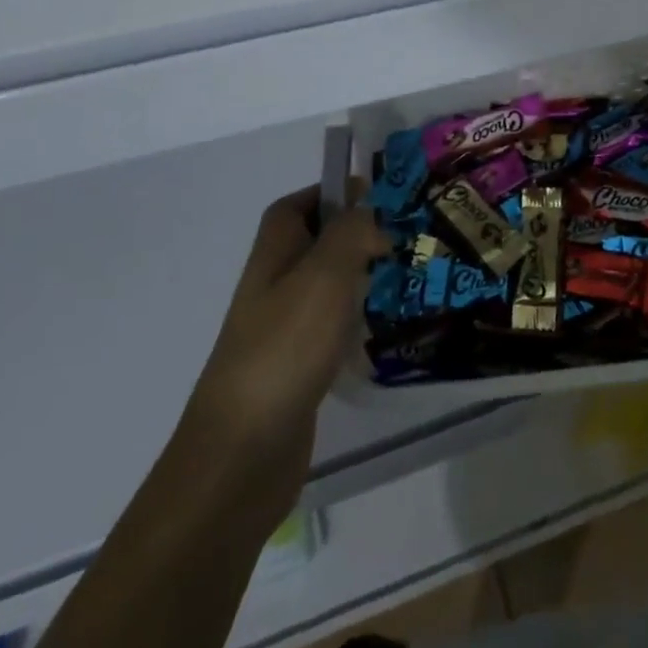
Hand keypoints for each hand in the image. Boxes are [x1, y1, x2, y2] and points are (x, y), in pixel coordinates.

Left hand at [186, 188, 389, 468]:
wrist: (242, 454)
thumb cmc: (285, 347)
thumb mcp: (325, 274)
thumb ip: (351, 232)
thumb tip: (368, 211)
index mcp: (274, 253)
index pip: (298, 205)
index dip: (332, 193)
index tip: (378, 198)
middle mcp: (274, 284)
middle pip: (316, 243)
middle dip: (358, 235)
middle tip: (405, 237)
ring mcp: (283, 327)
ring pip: (328, 285)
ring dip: (362, 277)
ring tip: (405, 277)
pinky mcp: (296, 366)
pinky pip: (332, 326)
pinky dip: (357, 320)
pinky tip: (385, 329)